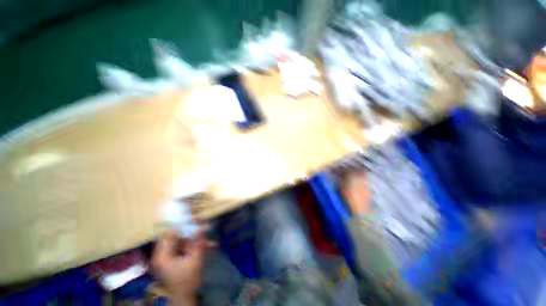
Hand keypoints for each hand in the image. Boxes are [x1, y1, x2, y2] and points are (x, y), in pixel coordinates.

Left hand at [152, 230, 214, 305]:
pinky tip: (209, 247)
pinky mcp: (175, 261)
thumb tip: (201, 225)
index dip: (181, 226)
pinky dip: (196, 248)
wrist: (185, 299)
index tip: (194, 220)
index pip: (169, 233)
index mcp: (162, 255)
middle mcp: (163, 255)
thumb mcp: (195, 260)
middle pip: (178, 238)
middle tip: (206, 229)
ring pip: (184, 244)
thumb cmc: (187, 281)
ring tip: (210, 243)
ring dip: (197, 242)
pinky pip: (186, 250)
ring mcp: (169, 258)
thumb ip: (197, 242)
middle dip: (193, 234)